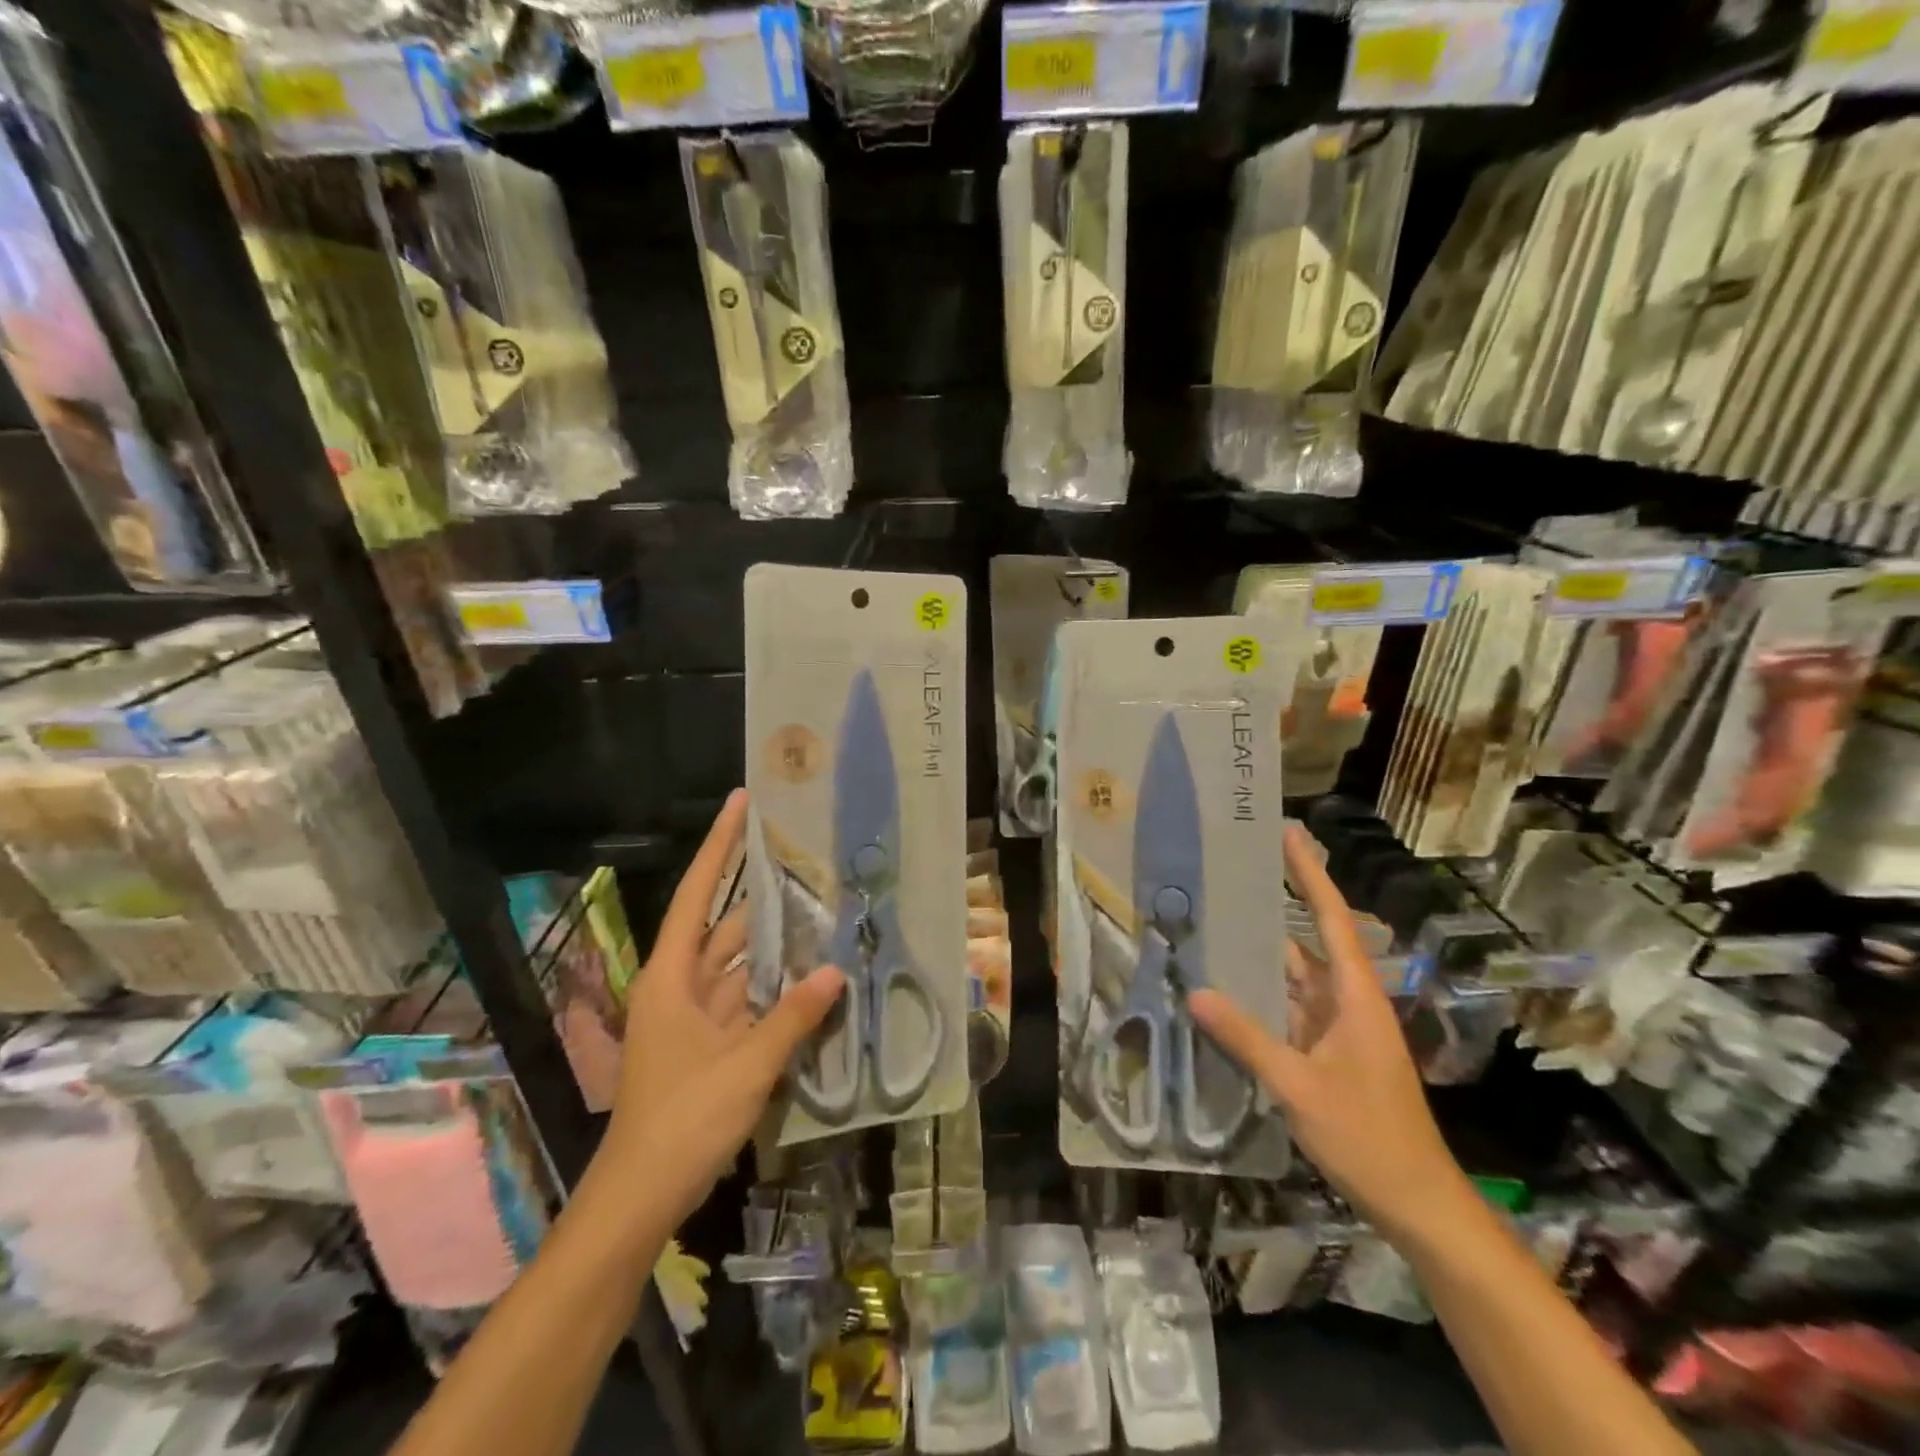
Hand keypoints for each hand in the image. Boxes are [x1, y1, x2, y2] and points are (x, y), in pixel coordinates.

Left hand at [596, 789, 844, 1226]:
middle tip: (807, 857)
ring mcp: (696, 1017)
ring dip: (777, 943)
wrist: (640, 1199)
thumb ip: (791, 1018)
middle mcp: (681, 986)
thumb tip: (836, 972)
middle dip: (762, 892)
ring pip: (742, 964)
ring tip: (822, 906)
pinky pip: (749, 1000)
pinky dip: (778, 987)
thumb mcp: (743, 1067)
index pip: (697, 894)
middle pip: (724, 924)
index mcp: (671, 977)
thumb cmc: (681, 1122)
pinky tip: (814, 973)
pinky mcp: (711, 1044)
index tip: (743, 803)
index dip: (720, 846)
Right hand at [1189, 823, 1469, 1242]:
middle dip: (1274, 906)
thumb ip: (1247, 1037)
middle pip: (1308, 940)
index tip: (1288, 834)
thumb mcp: (1300, 1086)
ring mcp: (1336, 1029)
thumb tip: (1194, 991)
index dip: (1311, 874)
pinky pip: (1285, 1011)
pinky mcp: (1325, 1054)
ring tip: (1211, 923)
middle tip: (1228, 874)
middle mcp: (1346, 1002)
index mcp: (1355, 996)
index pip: (1331, 918)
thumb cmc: (1368, 1137)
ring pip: (1292, 978)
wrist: (1416, 1203)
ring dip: (1259, 955)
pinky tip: (1222, 991)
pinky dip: (1257, 998)